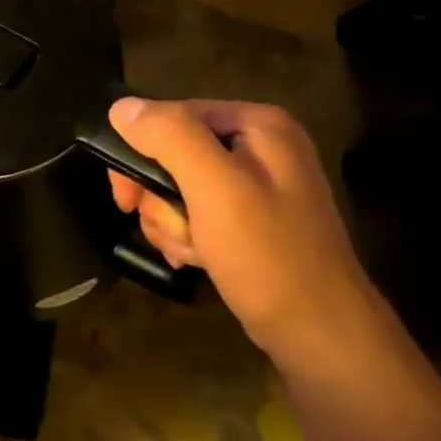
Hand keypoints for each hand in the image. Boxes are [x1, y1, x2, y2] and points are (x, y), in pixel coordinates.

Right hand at [108, 97, 382, 368]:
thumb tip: (121, 107)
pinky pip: (197, 213)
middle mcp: (259, 146)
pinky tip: (195, 259)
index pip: (174, 116)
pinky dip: (186, 236)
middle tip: (167, 229)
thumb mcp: (215, 189)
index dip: (141, 153)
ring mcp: (256, 185)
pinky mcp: (250, 220)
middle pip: (174, 154)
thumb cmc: (267, 255)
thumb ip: (170, 138)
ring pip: (179, 188)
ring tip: (189, 250)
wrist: (319, 333)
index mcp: (258, 124)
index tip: (127, 199)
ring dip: (171, 222)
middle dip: (160, 197)